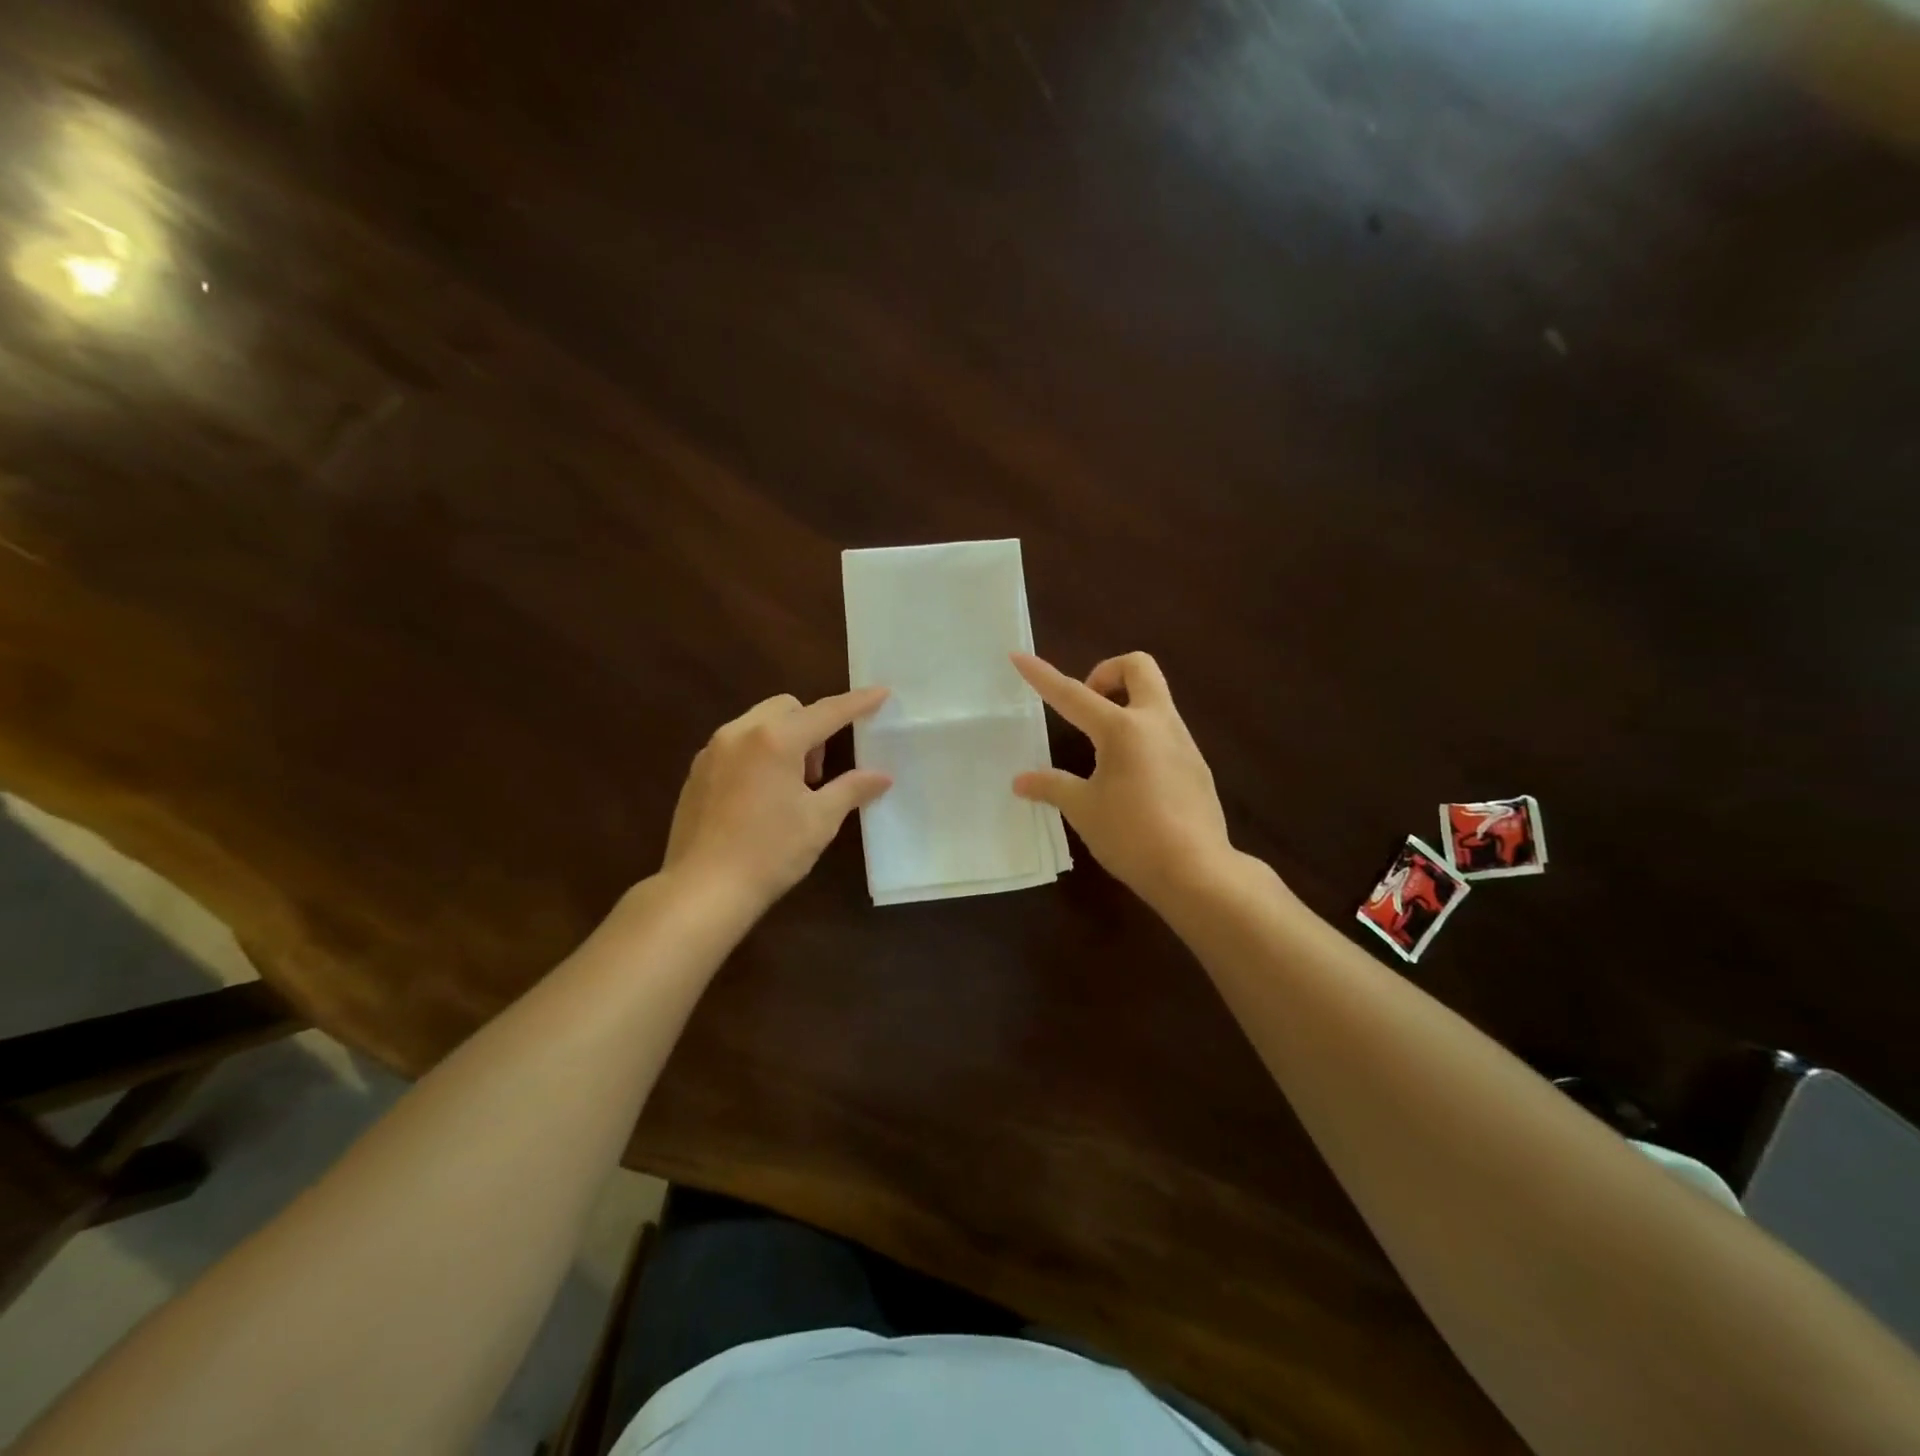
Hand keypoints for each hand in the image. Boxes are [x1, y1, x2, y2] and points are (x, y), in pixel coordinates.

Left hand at [662, 687, 892, 911]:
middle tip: (818, 773)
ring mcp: (712, 751)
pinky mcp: (696, 772)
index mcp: (775, 740)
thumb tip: (881, 776)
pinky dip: (758, 754)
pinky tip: (762, 797)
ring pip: (758, 723)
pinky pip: (736, 745)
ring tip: (792, 786)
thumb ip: (852, 789)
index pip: (826, 712)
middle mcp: (740, 733)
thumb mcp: (820, 820)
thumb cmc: (769, 852)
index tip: (882, 693)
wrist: (703, 890)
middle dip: (812, 727)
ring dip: (784, 739)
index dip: (857, 703)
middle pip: (787, 708)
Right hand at [1011, 652, 1232, 906]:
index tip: (1019, 657)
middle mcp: (1156, 723)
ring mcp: (1182, 741)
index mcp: (1122, 729)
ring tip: (1102, 750)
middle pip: (1138, 667)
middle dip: (1108, 672)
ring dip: (1126, 705)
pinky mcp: (1196, 764)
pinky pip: (1165, 730)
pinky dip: (1142, 734)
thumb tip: (1021, 781)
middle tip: (1088, 705)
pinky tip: (1131, 777)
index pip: (1073, 694)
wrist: (1197, 871)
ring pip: (1155, 698)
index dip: (1043, 676)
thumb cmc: (1132, 836)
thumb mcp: (1083, 810)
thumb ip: (1052, 787)